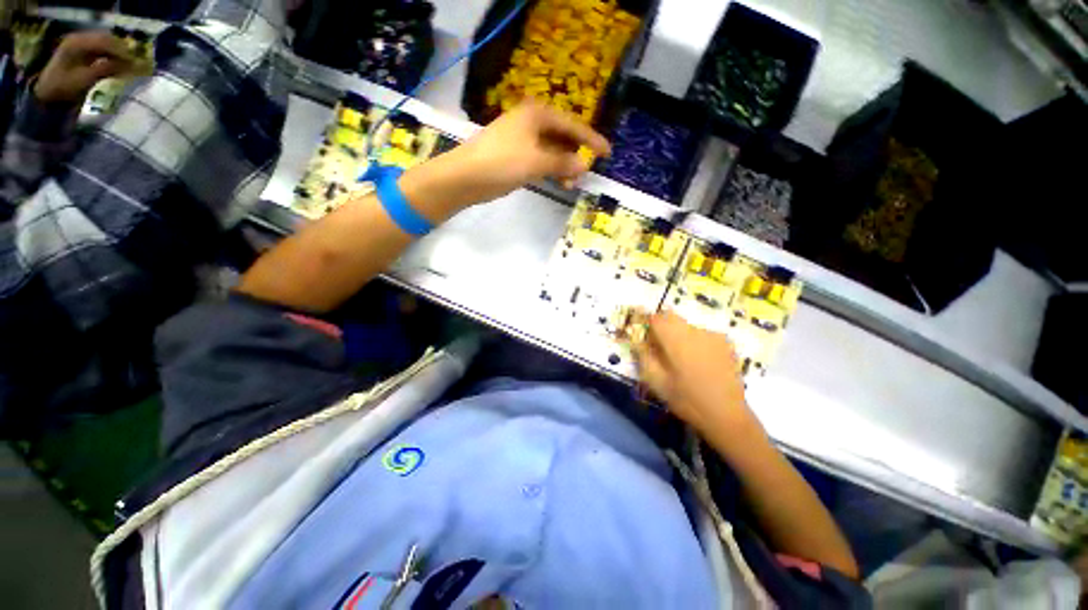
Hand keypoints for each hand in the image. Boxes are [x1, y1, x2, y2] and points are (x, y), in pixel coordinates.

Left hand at [34, 31, 134, 103]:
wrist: (47, 93)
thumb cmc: (63, 87)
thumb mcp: (84, 79)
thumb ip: (105, 69)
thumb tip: (128, 66)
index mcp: (78, 42)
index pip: (105, 42)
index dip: (121, 51)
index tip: (135, 62)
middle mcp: (80, 38)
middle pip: (106, 39)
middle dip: (121, 50)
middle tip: (134, 62)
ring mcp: (80, 43)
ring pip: (105, 43)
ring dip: (117, 51)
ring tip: (128, 63)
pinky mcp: (82, 50)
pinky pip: (101, 48)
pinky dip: (111, 54)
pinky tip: (117, 62)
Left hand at [449, 102, 610, 202]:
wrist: (464, 176)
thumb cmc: (502, 163)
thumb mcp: (536, 162)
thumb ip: (563, 163)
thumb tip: (584, 165)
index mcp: (537, 114)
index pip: (572, 126)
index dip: (591, 140)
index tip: (608, 153)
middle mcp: (531, 122)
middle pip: (562, 137)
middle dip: (575, 156)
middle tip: (585, 174)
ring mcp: (521, 138)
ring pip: (551, 150)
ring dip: (563, 166)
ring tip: (569, 184)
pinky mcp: (514, 155)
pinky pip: (540, 160)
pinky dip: (550, 170)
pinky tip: (556, 181)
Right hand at [631, 310, 757, 436]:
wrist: (726, 415)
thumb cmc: (686, 400)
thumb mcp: (656, 381)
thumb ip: (643, 355)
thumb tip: (637, 339)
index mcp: (676, 340)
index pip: (656, 318)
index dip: (647, 325)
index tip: (646, 339)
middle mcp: (695, 331)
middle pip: (672, 317)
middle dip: (662, 328)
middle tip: (660, 349)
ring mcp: (713, 335)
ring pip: (686, 325)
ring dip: (678, 334)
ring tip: (681, 358)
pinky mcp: (725, 343)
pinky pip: (701, 333)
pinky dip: (694, 341)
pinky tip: (699, 361)